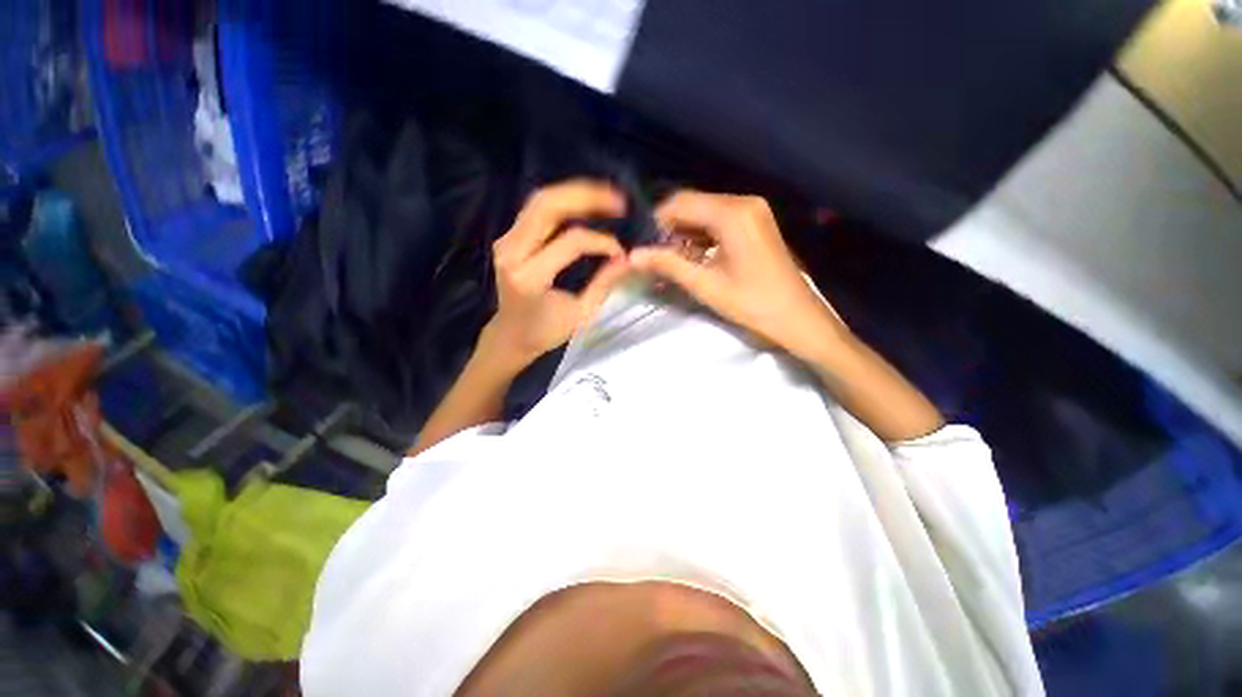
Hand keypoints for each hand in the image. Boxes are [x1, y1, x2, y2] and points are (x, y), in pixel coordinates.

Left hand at [484, 180, 631, 371]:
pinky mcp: (508, 237)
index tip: (621, 252)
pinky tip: (585, 205)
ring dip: (575, 193)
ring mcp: (506, 241)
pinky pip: (536, 209)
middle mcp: (512, 252)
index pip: (571, 242)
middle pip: (547, 205)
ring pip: (540, 200)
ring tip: (606, 196)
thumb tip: (628, 258)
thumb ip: (604, 284)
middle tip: (619, 200)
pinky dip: (563, 202)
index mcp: (530, 278)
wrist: (510, 335)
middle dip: (586, 196)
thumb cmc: (546, 332)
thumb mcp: (581, 314)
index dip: (601, 241)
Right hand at [630, 191, 844, 359]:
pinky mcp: (756, 221)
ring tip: (671, 258)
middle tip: (655, 254)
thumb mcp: (705, 285)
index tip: (643, 245)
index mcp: (732, 214)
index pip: (681, 202)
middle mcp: (743, 202)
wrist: (797, 317)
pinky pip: (720, 219)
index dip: (657, 221)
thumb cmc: (752, 304)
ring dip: (685, 232)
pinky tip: (694, 255)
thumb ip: (667, 265)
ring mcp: (753, 210)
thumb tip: (632, 255)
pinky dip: (702, 234)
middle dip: (670, 227)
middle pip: (693, 204)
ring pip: (705, 212)